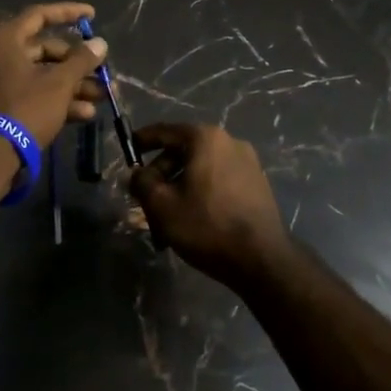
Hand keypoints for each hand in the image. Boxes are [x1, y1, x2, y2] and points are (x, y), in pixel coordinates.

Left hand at [0, 2, 107, 146]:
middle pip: (45, 50)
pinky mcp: (5, 107)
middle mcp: (0, 56)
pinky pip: (36, 95)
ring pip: (44, 75)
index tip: (92, 15)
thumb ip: (81, 60)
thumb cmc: (26, 108)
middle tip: (101, 71)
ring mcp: (1, 83)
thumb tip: (100, 43)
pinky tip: (84, 114)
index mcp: (7, 40)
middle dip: (77, 63)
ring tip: (100, 97)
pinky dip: (59, 101)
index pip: (40, 15)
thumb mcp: (59, 83)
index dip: (68, 12)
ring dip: (74, 85)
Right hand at [128, 123, 293, 287]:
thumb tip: (137, 173)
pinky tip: (193, 220)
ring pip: (201, 170)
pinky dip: (201, 194)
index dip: (143, 140)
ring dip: (180, 188)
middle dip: (161, 175)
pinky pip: (219, 181)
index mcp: (206, 139)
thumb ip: (142, 182)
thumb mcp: (162, 205)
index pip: (165, 131)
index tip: (128, 149)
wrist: (262, 259)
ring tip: (167, 219)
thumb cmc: (207, 226)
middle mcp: (229, 142)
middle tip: (145, 200)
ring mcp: (248, 163)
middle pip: (183, 152)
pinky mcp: (257, 184)